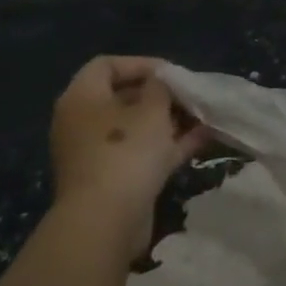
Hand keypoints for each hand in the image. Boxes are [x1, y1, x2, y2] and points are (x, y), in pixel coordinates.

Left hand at [49, 56, 209, 260]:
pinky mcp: (112, 180)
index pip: (106, 65)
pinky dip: (168, 145)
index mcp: (82, 98)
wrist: (105, 222)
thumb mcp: (151, 109)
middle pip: (123, 97)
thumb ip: (160, 88)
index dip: (141, 63)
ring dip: (169, 121)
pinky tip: (202, 139)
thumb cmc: (125, 151)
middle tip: (190, 95)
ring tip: (203, 115)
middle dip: (161, 95)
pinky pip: (142, 152)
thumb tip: (160, 83)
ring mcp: (97, 153)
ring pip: (136, 127)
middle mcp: (83, 123)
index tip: (172, 73)